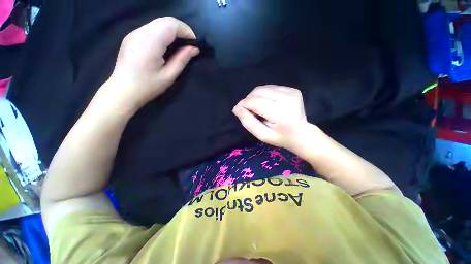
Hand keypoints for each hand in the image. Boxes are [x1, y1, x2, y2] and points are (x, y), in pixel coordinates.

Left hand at [104, 17, 199, 110]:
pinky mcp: (131, 36)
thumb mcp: (169, 75)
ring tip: (180, 44)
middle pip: (165, 20)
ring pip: (158, 22)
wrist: (123, 90)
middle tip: (189, 44)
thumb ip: (182, 59)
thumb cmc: (148, 86)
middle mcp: (140, 32)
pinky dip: (163, 32)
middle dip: (181, 29)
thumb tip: (194, 49)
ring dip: (172, 30)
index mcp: (150, 42)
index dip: (186, 30)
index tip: (194, 43)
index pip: (171, 25)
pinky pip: (151, 28)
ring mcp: (134, 33)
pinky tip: (166, 45)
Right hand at [233, 85, 310, 151]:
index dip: (243, 104)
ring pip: (263, 88)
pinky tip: (267, 104)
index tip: (238, 110)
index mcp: (281, 114)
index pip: (256, 102)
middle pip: (258, 92)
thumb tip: (237, 108)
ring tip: (258, 108)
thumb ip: (248, 122)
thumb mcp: (262, 135)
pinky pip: (270, 88)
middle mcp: (288, 99)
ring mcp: (292, 92)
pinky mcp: (292, 90)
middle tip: (249, 111)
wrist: (301, 134)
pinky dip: (264, 95)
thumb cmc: (280, 137)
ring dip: (255, 97)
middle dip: (248, 100)